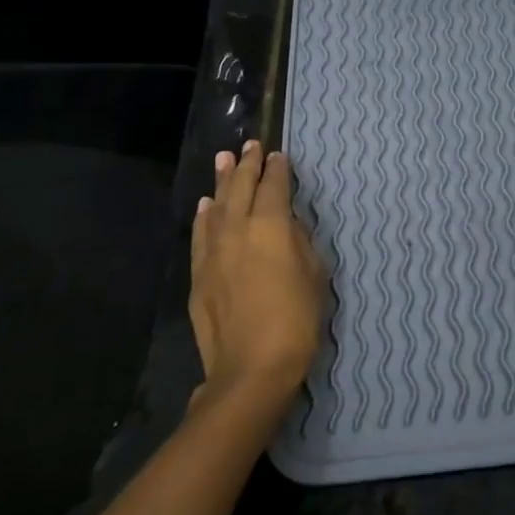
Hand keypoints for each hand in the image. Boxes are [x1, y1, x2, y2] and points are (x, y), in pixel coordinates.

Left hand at [189, 140, 326, 407]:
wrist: (251, 368)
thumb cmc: (296, 320)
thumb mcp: (315, 274)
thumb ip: (300, 242)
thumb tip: (287, 226)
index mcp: (271, 225)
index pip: (273, 186)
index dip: (277, 169)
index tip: (279, 155)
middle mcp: (237, 229)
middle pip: (240, 188)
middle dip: (247, 164)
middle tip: (250, 145)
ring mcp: (213, 251)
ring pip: (217, 206)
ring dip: (222, 181)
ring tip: (224, 159)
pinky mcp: (199, 274)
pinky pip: (201, 234)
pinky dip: (204, 215)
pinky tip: (206, 205)